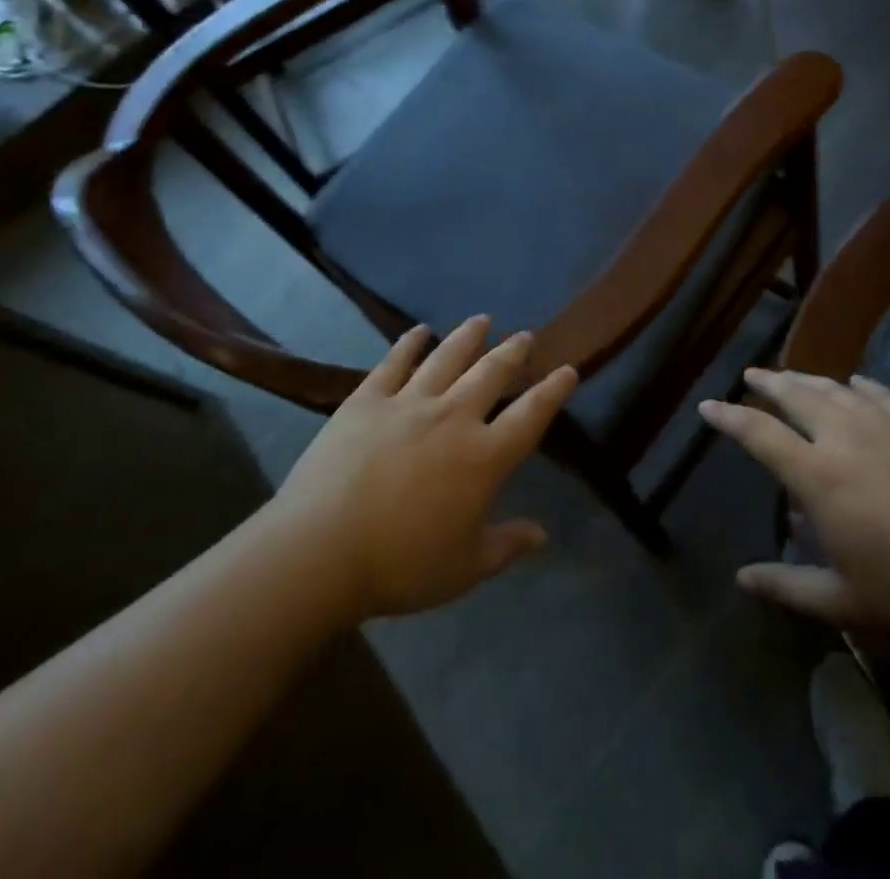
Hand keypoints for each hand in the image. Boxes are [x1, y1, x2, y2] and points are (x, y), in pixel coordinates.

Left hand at [271, 316, 576, 621]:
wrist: (320, 551)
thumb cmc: (401, 566)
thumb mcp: (465, 568)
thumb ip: (507, 545)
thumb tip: (542, 534)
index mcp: (484, 457)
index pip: (531, 415)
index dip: (553, 391)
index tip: (569, 369)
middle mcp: (454, 417)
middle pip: (492, 373)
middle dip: (513, 352)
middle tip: (525, 335)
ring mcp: (409, 403)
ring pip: (448, 357)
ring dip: (468, 336)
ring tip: (482, 320)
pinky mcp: (367, 400)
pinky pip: (394, 362)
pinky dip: (409, 343)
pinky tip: (418, 331)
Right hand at [699, 370, 889, 641]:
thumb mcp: (845, 602)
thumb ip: (788, 587)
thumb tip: (742, 580)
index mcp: (818, 475)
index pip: (759, 434)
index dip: (729, 416)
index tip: (708, 404)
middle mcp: (845, 437)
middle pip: (796, 396)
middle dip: (768, 383)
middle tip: (751, 373)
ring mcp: (887, 425)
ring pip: (836, 389)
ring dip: (809, 380)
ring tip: (793, 376)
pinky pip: (882, 394)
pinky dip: (862, 386)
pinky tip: (858, 384)